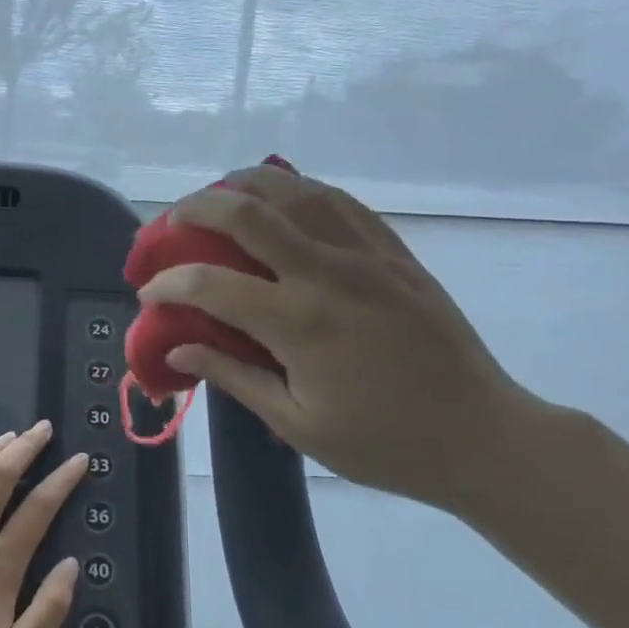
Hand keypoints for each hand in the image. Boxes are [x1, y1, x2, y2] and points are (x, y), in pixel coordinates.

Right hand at [139, 164, 548, 515]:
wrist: (480, 435)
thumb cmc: (383, 443)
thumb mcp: (297, 424)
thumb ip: (233, 377)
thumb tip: (177, 348)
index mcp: (299, 323)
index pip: (210, 284)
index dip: (168, 284)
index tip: (148, 294)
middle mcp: (328, 273)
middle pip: (249, 214)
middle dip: (197, 208)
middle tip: (173, 221)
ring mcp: (367, 255)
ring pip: (297, 192)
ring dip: (248, 184)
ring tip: (220, 194)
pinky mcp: (395, 253)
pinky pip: (341, 203)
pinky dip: (301, 190)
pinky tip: (284, 196)